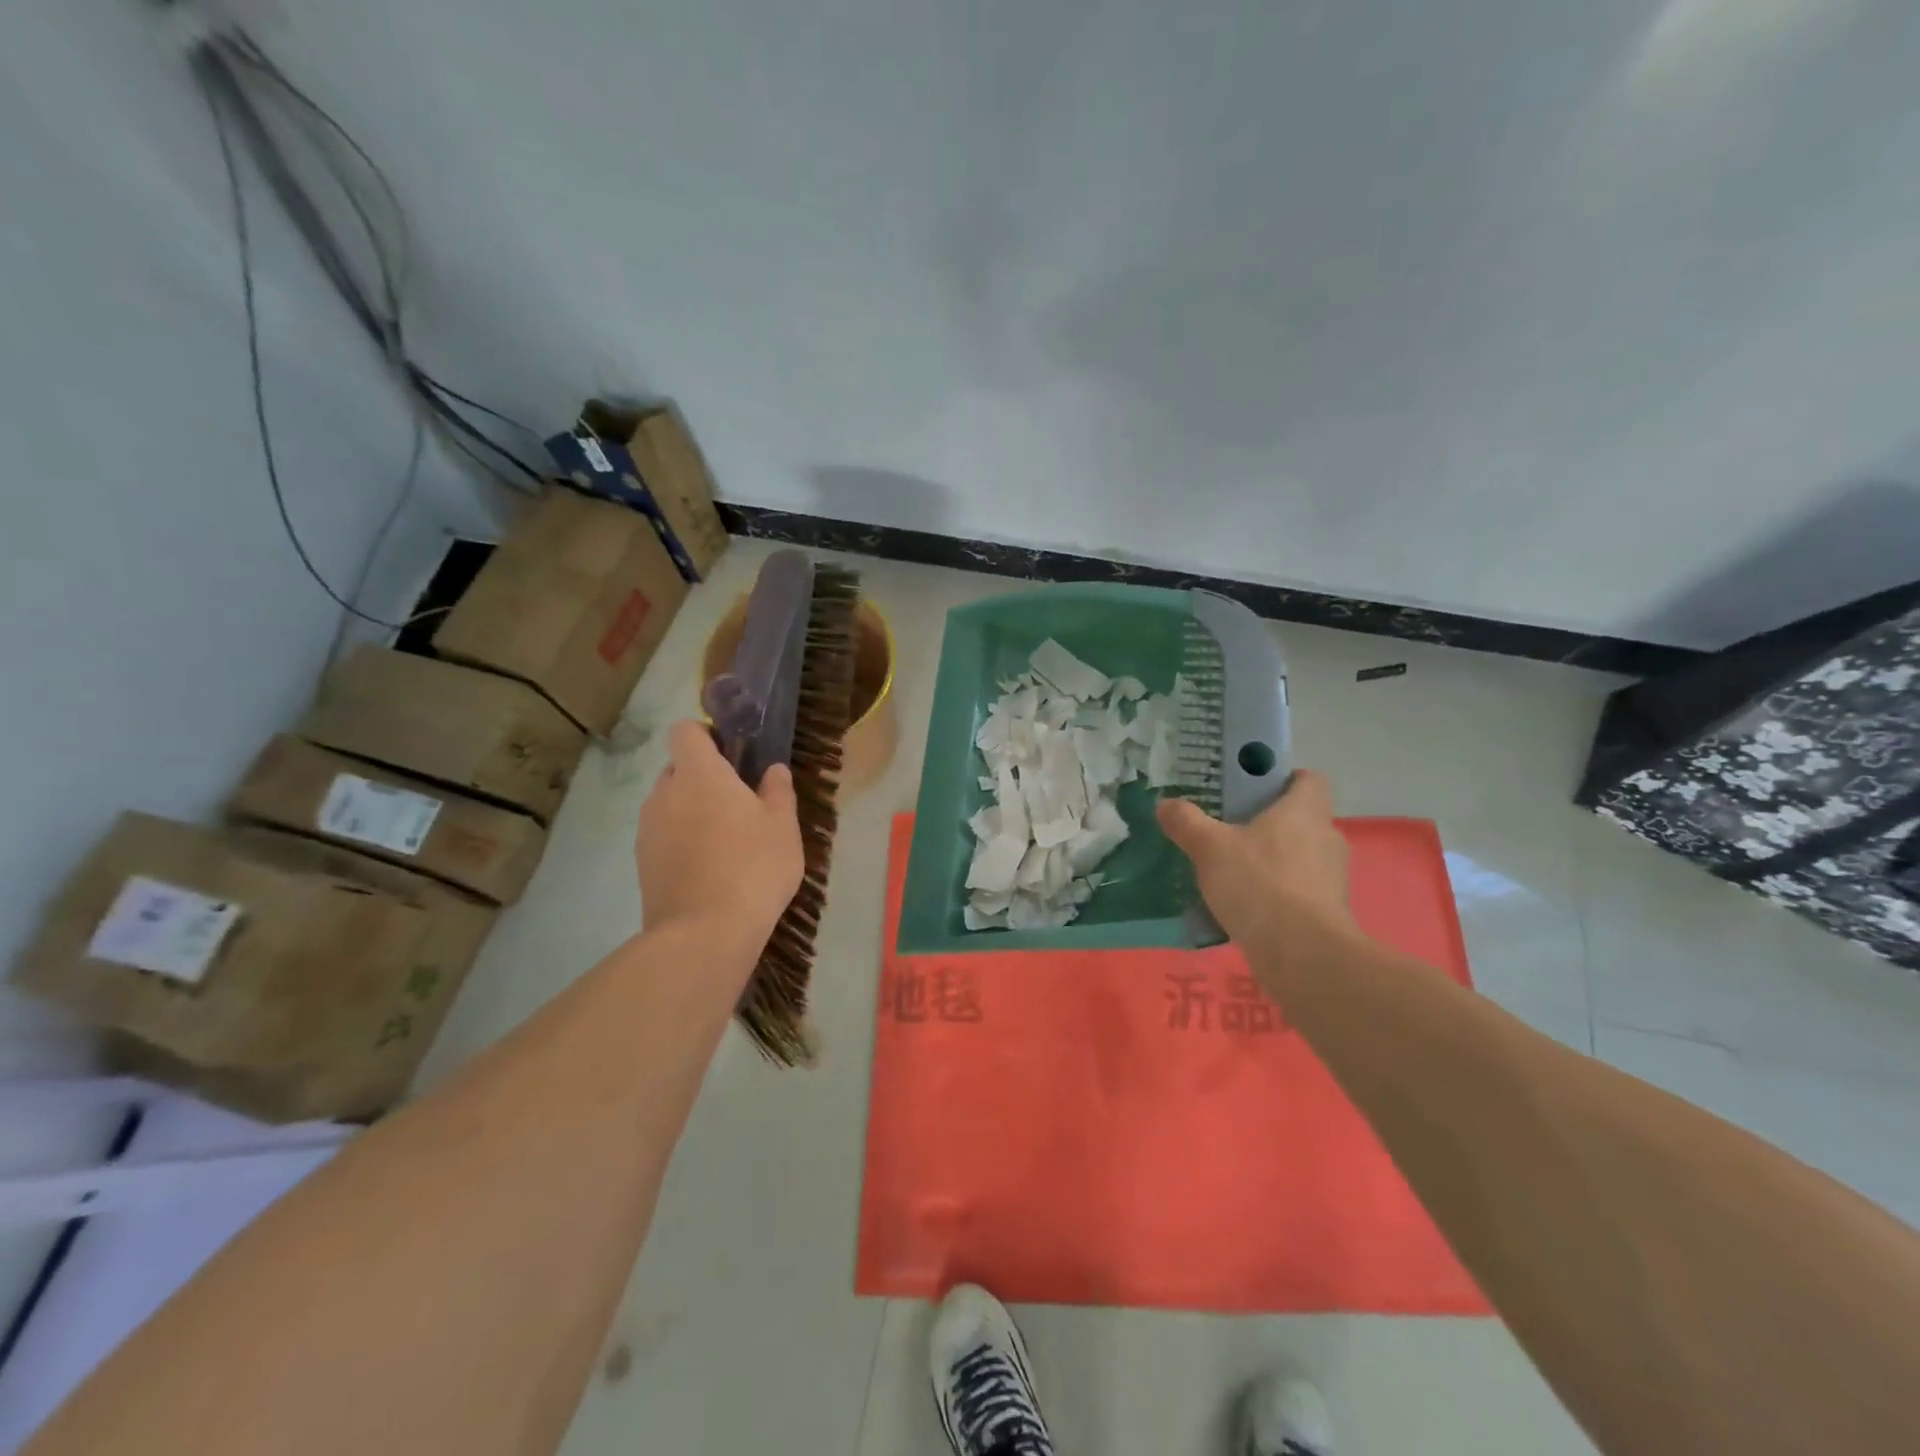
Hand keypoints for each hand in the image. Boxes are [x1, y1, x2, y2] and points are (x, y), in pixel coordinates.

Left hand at [637, 721, 804, 954]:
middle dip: (702, 777)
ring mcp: (647, 830)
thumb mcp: (783, 827)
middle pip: (677, 768)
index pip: (685, 731)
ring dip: (690, 811)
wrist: (704, 934)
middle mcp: (664, 793)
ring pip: (669, 804)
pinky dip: (681, 841)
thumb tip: (773, 770)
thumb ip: (778, 792)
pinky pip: (662, 836)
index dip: (706, 735)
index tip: (732, 754)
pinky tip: (708, 868)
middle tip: (738, 802)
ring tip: (724, 841)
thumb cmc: (753, 867)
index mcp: (699, 774)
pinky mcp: (642, 863)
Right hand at [1156, 771, 1356, 961]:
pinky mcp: (1328, 913)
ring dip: (1271, 860)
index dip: (1283, 778)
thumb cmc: (1259, 884)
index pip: (1308, 779)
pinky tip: (1244, 906)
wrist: (1303, 955)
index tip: (1250, 789)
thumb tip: (1165, 804)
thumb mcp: (1209, 847)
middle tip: (1228, 829)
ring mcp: (1332, 878)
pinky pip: (1298, 891)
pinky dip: (1275, 894)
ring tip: (1231, 871)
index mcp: (1305, 810)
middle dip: (1267, 823)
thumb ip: (1186, 822)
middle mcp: (1326, 837)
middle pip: (1300, 818)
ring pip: (1299, 856)